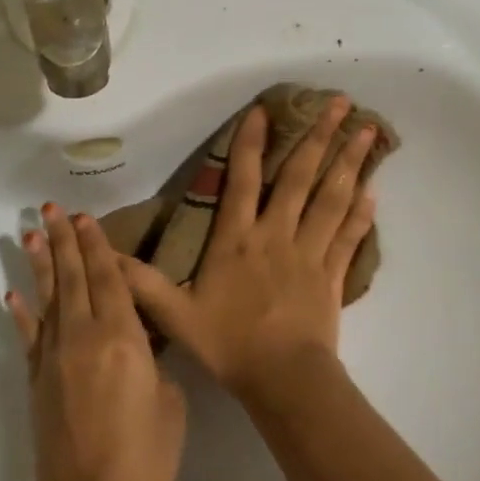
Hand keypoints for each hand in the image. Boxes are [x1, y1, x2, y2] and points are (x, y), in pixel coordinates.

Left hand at [8, 204, 186, 480]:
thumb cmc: (148, 459)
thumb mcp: (169, 401)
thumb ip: (154, 363)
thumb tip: (139, 345)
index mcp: (123, 339)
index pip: (109, 279)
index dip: (97, 247)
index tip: (85, 218)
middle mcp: (83, 339)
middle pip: (73, 279)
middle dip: (64, 242)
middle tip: (51, 209)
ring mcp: (54, 360)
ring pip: (47, 300)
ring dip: (39, 265)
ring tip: (29, 233)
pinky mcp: (37, 384)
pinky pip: (29, 338)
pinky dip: (20, 313)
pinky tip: (11, 293)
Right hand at [120, 98, 376, 408]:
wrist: (283, 378)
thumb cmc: (229, 343)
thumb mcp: (175, 314)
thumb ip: (142, 282)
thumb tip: (105, 255)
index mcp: (238, 239)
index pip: (244, 180)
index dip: (252, 143)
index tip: (264, 110)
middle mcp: (277, 234)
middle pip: (300, 177)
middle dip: (319, 136)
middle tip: (339, 102)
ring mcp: (309, 252)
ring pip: (333, 198)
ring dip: (350, 162)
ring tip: (368, 131)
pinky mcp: (332, 274)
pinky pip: (349, 236)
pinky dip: (362, 213)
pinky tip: (374, 191)